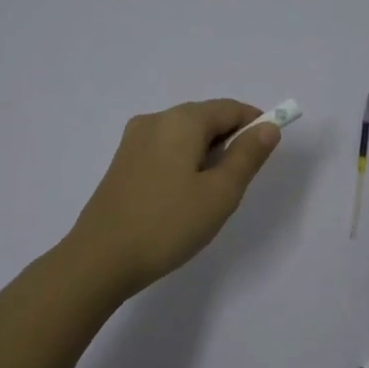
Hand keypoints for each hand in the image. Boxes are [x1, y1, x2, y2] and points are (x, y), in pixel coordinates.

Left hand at [66, 99, 282, 296]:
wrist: (100, 259)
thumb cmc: (168, 224)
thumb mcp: (220, 193)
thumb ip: (247, 156)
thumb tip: (268, 127)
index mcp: (180, 120)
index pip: (229, 108)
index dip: (255, 124)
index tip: (267, 154)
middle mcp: (154, 120)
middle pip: (205, 119)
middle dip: (229, 142)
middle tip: (238, 185)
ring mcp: (133, 141)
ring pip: (184, 137)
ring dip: (206, 156)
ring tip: (210, 197)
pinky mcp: (122, 163)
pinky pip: (165, 151)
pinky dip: (184, 165)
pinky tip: (182, 199)